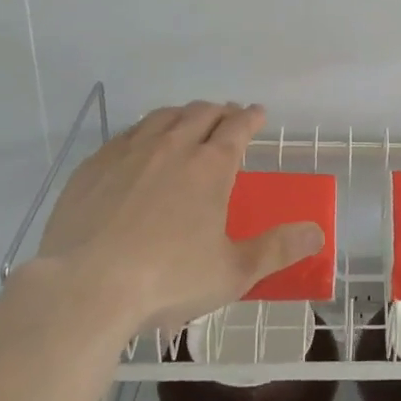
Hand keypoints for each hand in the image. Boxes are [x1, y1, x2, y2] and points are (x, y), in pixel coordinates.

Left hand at [32, 101, 323, 334]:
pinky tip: (139, 144)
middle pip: (201, 114)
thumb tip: (317, 233)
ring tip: (187, 121)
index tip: (258, 113)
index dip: (252, 117)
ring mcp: (130, 152)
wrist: (83, 289)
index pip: (238, 127)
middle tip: (227, 116)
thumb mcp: (233, 272)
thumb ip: (277, 250)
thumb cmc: (167, 280)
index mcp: (211, 166)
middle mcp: (173, 146)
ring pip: (162, 117)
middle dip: (219, 111)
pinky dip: (144, 131)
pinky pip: (126, 134)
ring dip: (182, 114)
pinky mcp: (94, 166)